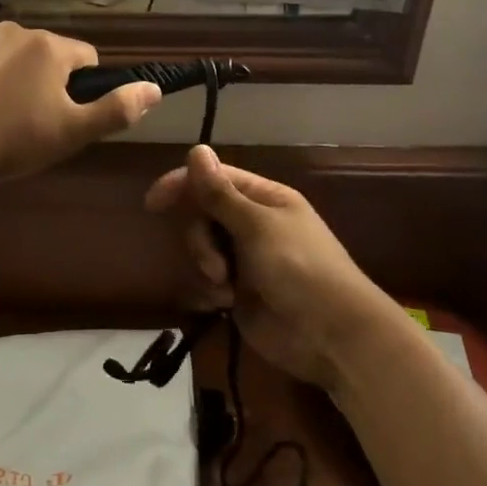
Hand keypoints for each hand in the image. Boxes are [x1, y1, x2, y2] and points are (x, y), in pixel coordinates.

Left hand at [0, 22, 160, 187]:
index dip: (83, 89)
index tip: (67, 117)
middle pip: (45, 55)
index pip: (86, 58)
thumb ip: (117, 109)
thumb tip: (155, 88)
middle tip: (32, 125)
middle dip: (45, 83)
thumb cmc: (12, 140)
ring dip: (10, 80)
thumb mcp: (72, 132)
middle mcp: (14, 31)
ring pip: (8, 58)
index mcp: (49, 47)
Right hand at [145, 146, 387, 389]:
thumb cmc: (300, 268)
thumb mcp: (256, 226)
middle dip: (200, 238)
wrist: (332, 336)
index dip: (183, 185)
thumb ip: (219, 193)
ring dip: (206, 266)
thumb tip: (196, 149)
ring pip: (201, 248)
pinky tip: (223, 305)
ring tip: (224, 288)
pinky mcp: (239, 292)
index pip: (214, 179)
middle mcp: (253, 224)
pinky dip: (210, 291)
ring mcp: (245, 259)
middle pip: (202, 214)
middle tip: (215, 263)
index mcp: (264, 199)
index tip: (154, 202)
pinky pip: (207, 281)